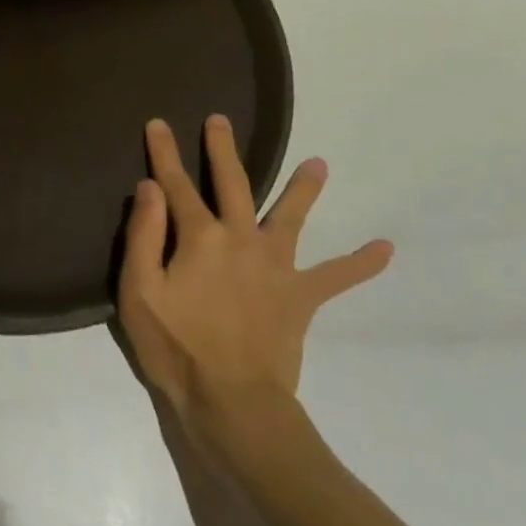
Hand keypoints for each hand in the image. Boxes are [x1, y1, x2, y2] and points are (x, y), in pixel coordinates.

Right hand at [118, 116, 391, 435]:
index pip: (175, 184)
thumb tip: (151, 186)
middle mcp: (241, 239)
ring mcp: (276, 266)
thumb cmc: (176, 349)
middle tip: (221, 121)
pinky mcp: (300, 297)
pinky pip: (336, 277)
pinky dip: (360, 263)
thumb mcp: (139, 292)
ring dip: (305, 189)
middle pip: (233, 184)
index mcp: (200, 237)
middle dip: (222, 150)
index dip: (164, 153)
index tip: (158, 123)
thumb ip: (144, 235)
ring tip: (320, 164)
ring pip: (292, 217)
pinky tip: (386, 249)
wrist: (234, 405)